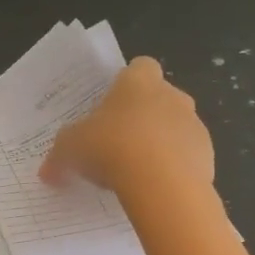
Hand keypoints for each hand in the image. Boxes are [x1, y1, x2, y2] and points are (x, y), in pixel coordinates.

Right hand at [40, 56, 213, 197]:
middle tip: (118, 142)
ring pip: (176, 128)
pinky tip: (155, 188)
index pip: (140, 66)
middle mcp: (172, 95)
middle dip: (143, 116)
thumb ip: (59, 156)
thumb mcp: (71, 149)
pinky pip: (188, 157)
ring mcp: (194, 125)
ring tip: (136, 172)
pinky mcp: (208, 155)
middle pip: (160, 97)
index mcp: (139, 81)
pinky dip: (175, 169)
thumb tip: (47, 172)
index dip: (127, 83)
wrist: (161, 184)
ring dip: (161, 143)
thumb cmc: (111, 148)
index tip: (112, 104)